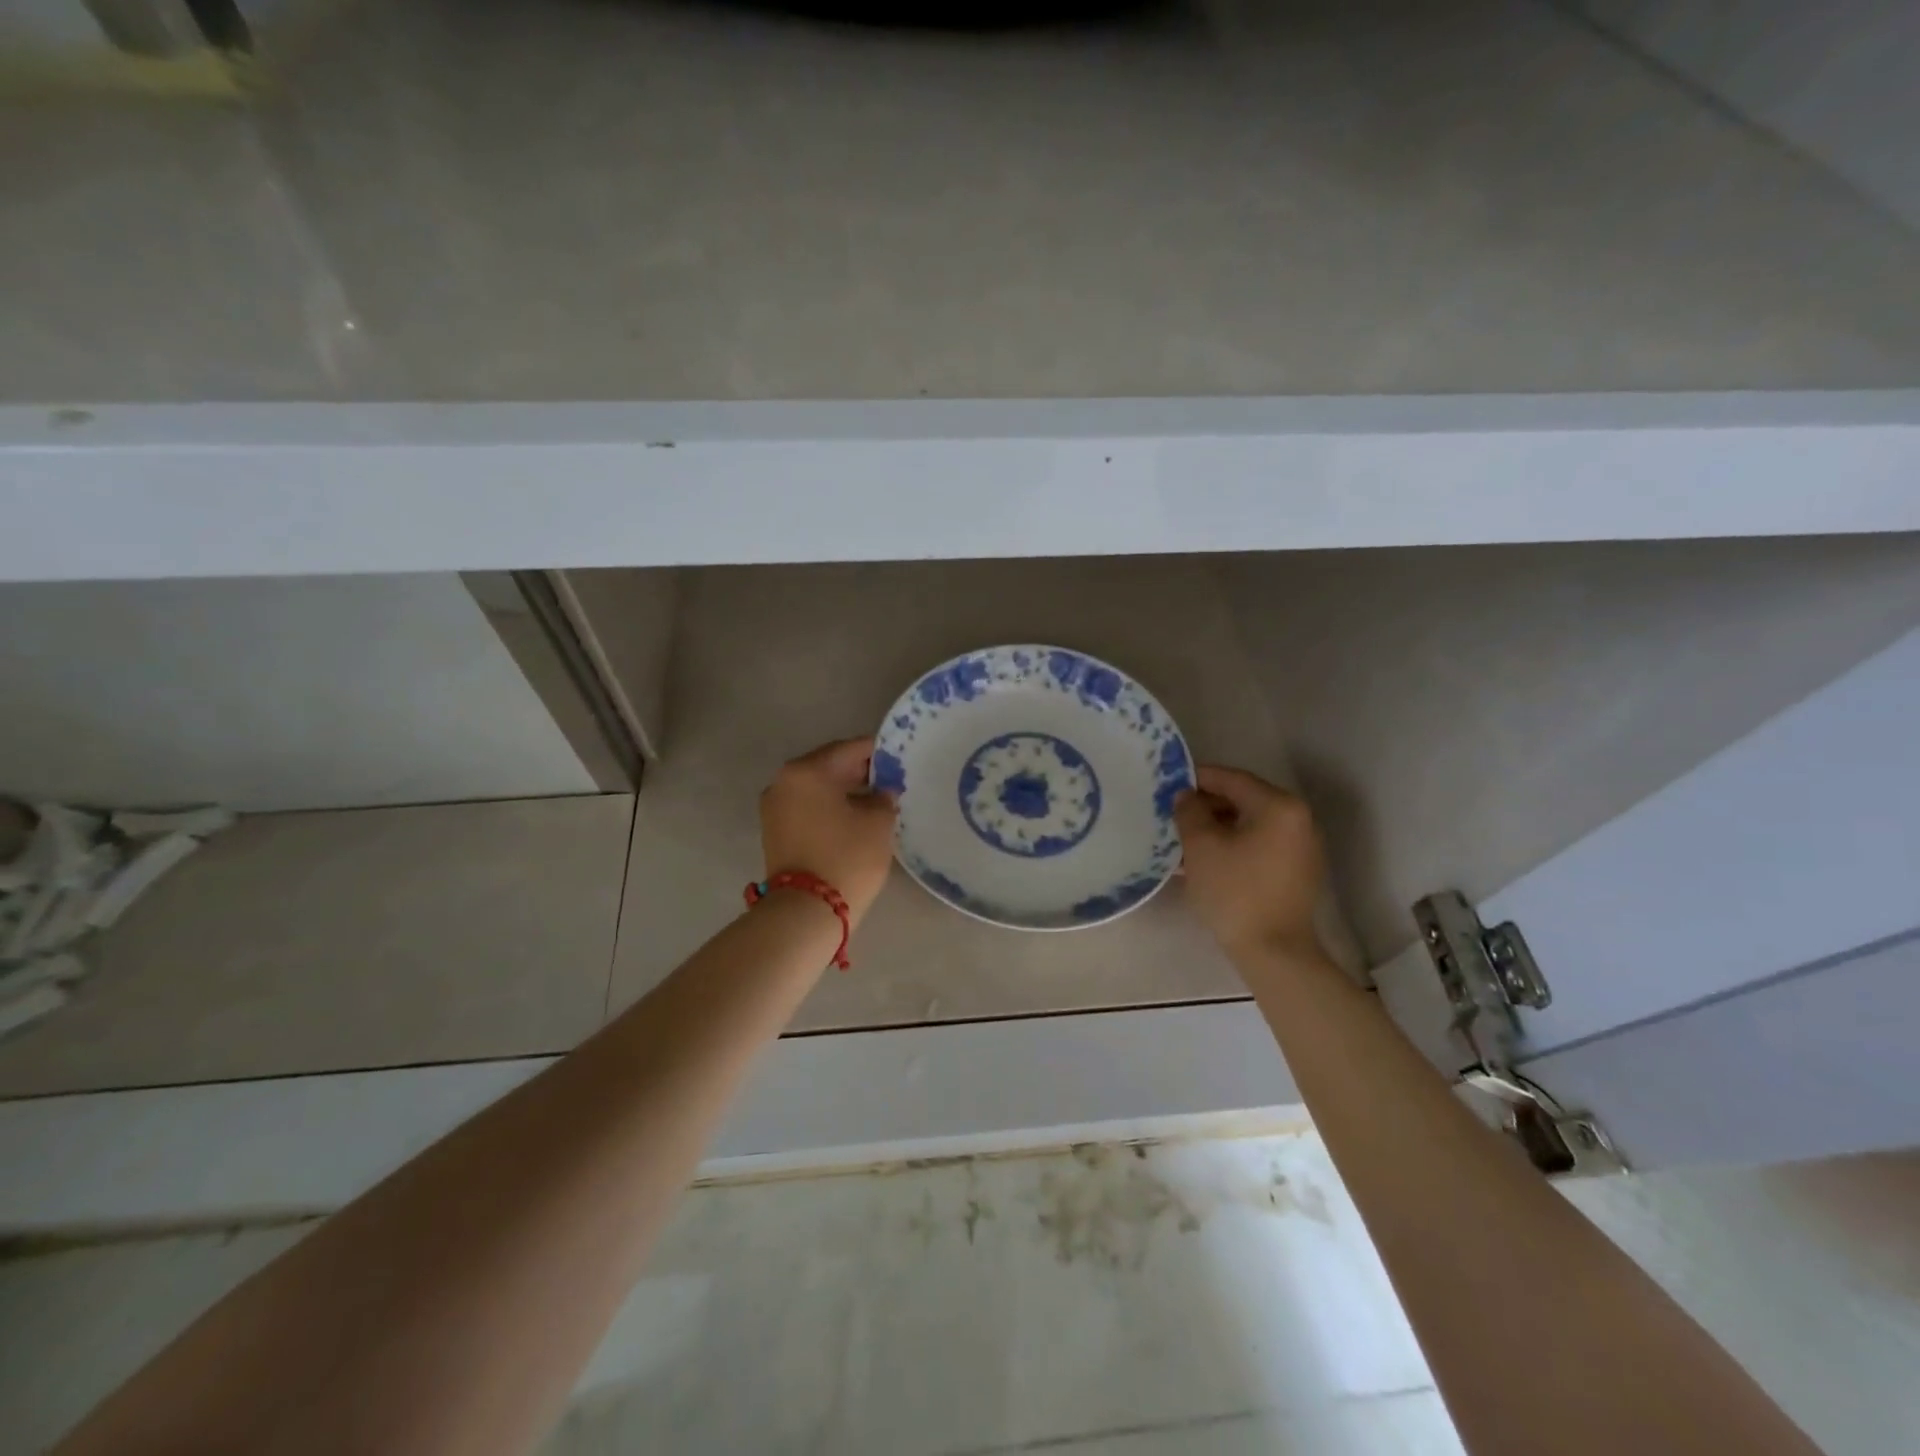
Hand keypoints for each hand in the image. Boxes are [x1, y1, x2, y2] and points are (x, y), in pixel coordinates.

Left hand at [759, 737, 898, 925]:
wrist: (806, 911)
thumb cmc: (847, 857)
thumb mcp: (878, 822)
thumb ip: (884, 797)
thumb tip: (882, 791)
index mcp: (807, 770)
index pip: (850, 749)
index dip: (879, 753)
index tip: (900, 760)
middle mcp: (784, 781)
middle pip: (829, 765)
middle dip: (860, 772)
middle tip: (891, 782)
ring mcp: (774, 806)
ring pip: (817, 788)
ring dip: (844, 791)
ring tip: (875, 803)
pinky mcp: (774, 830)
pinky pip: (808, 807)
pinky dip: (829, 808)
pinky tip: (853, 819)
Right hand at [1174, 765, 1326, 959]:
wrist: (1274, 951)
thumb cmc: (1235, 891)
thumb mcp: (1201, 845)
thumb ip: (1189, 811)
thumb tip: (1186, 796)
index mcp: (1279, 806)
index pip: (1233, 779)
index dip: (1199, 777)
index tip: (1170, 782)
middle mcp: (1298, 819)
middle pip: (1244, 800)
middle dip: (1207, 805)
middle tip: (1174, 813)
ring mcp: (1302, 847)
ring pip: (1250, 824)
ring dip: (1218, 827)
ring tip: (1184, 839)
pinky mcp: (1298, 871)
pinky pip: (1260, 844)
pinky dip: (1234, 844)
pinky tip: (1206, 859)